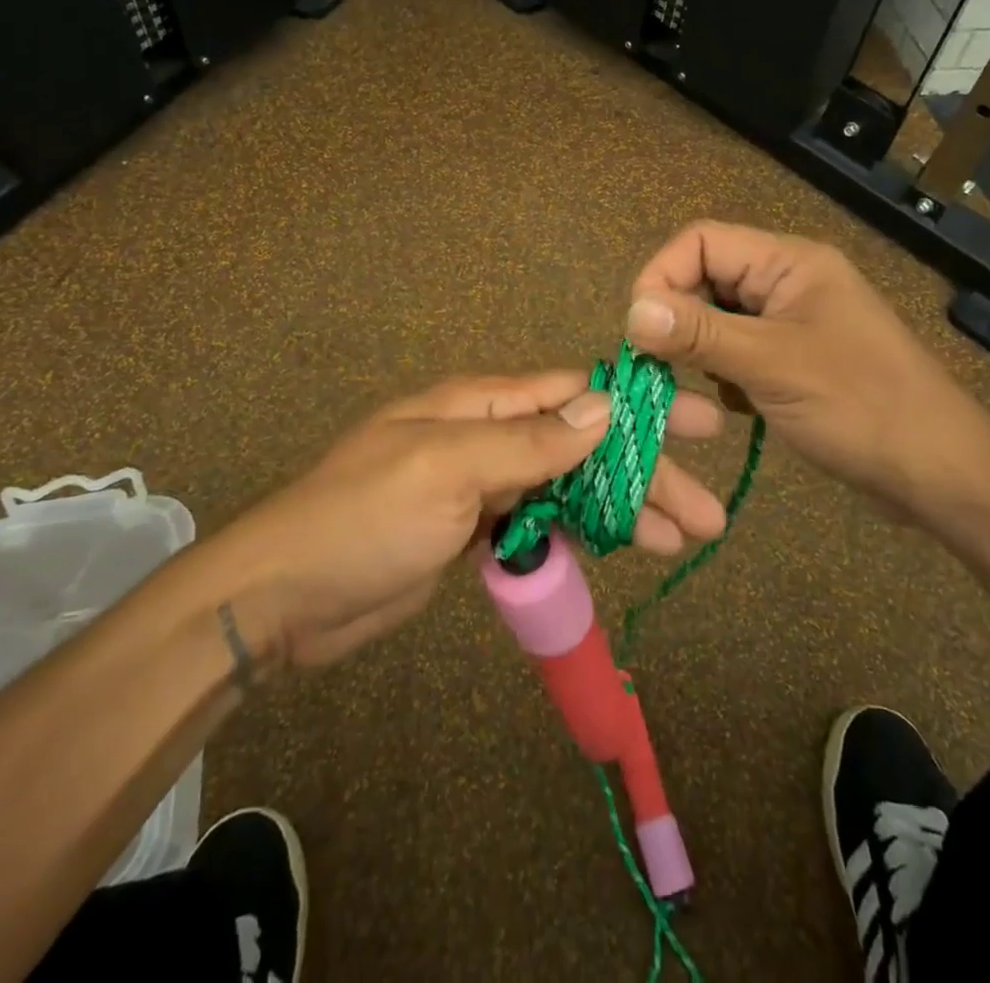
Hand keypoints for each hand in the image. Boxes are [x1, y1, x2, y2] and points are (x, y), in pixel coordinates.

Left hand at [208, 372, 727, 667]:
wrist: (282, 597)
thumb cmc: (364, 518)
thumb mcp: (446, 468)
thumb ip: (528, 440)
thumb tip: (604, 407)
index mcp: (481, 405)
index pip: (575, 393)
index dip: (638, 407)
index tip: (698, 424)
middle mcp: (487, 436)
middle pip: (583, 445)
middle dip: (644, 473)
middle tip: (707, 513)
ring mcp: (481, 485)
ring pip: (569, 487)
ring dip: (624, 509)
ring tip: (682, 540)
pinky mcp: (474, 530)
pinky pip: (542, 522)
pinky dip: (582, 533)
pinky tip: (619, 549)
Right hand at [626, 220, 989, 522]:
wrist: (939, 473)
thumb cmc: (862, 407)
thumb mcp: (773, 365)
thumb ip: (700, 334)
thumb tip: (631, 312)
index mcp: (790, 263)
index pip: (702, 241)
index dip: (662, 274)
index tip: (640, 329)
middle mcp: (789, 282)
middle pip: (707, 277)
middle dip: (678, 318)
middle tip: (660, 365)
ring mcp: (794, 321)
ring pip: (719, 317)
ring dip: (700, 349)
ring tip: (702, 388)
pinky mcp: (796, 359)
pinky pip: (738, 349)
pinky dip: (724, 373)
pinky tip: (736, 404)